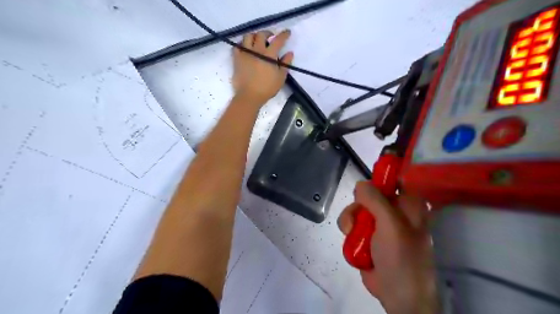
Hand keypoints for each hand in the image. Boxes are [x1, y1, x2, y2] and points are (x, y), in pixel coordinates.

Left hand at [232, 29, 294, 105]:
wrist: (249, 96)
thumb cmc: (267, 88)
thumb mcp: (280, 78)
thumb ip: (285, 64)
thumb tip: (289, 53)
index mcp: (269, 55)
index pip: (278, 40)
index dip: (284, 35)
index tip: (287, 32)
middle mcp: (257, 50)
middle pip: (261, 34)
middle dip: (267, 33)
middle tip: (270, 37)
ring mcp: (245, 53)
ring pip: (248, 36)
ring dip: (254, 36)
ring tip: (257, 41)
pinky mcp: (237, 58)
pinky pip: (237, 46)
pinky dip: (242, 44)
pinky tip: (245, 48)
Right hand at [336, 181, 436, 313]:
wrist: (397, 293)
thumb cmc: (401, 256)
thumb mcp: (390, 225)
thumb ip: (375, 200)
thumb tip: (361, 183)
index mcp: (408, 203)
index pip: (393, 179)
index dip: (378, 176)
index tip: (364, 184)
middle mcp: (394, 210)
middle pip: (369, 193)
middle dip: (358, 205)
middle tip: (358, 217)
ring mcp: (380, 222)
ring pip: (357, 208)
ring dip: (351, 219)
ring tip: (351, 233)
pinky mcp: (368, 234)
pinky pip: (352, 222)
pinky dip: (349, 230)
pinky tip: (351, 239)